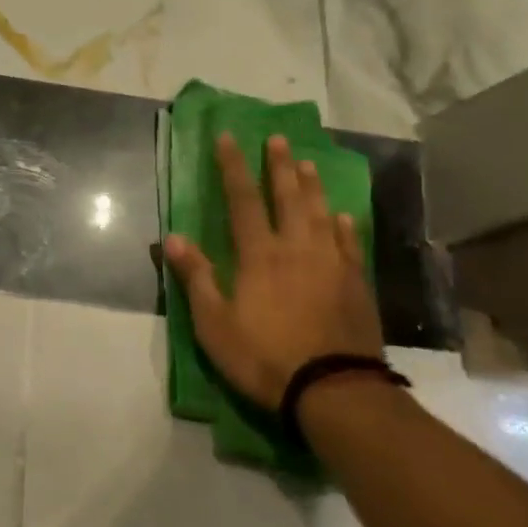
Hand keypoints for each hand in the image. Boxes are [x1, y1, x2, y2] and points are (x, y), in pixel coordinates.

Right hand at [163, 132, 383, 412]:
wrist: (333, 389)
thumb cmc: (264, 357)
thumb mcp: (214, 324)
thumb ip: (195, 277)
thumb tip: (172, 236)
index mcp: (259, 255)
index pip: (242, 200)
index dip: (233, 167)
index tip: (228, 137)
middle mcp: (297, 249)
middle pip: (288, 197)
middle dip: (279, 166)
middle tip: (278, 139)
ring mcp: (331, 264)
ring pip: (321, 214)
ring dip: (313, 187)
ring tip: (308, 163)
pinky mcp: (356, 285)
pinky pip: (350, 245)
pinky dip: (345, 227)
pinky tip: (343, 216)